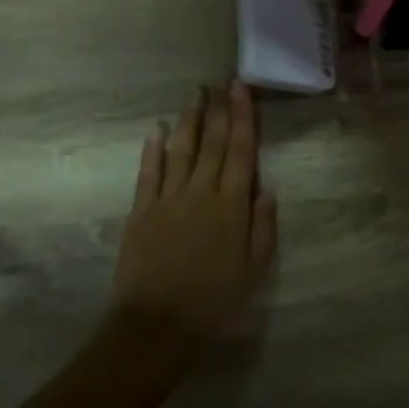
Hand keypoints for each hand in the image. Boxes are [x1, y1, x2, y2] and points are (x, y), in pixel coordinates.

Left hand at [107, 81, 276, 353]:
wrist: (156, 325)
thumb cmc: (213, 301)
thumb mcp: (253, 270)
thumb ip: (262, 227)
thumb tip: (267, 190)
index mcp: (231, 205)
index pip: (241, 151)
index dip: (242, 118)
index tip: (241, 89)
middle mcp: (201, 192)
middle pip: (212, 143)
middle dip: (219, 110)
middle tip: (221, 82)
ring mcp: (168, 198)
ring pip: (181, 149)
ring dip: (188, 120)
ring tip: (195, 94)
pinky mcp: (141, 210)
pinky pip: (148, 172)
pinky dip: (152, 149)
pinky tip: (155, 129)